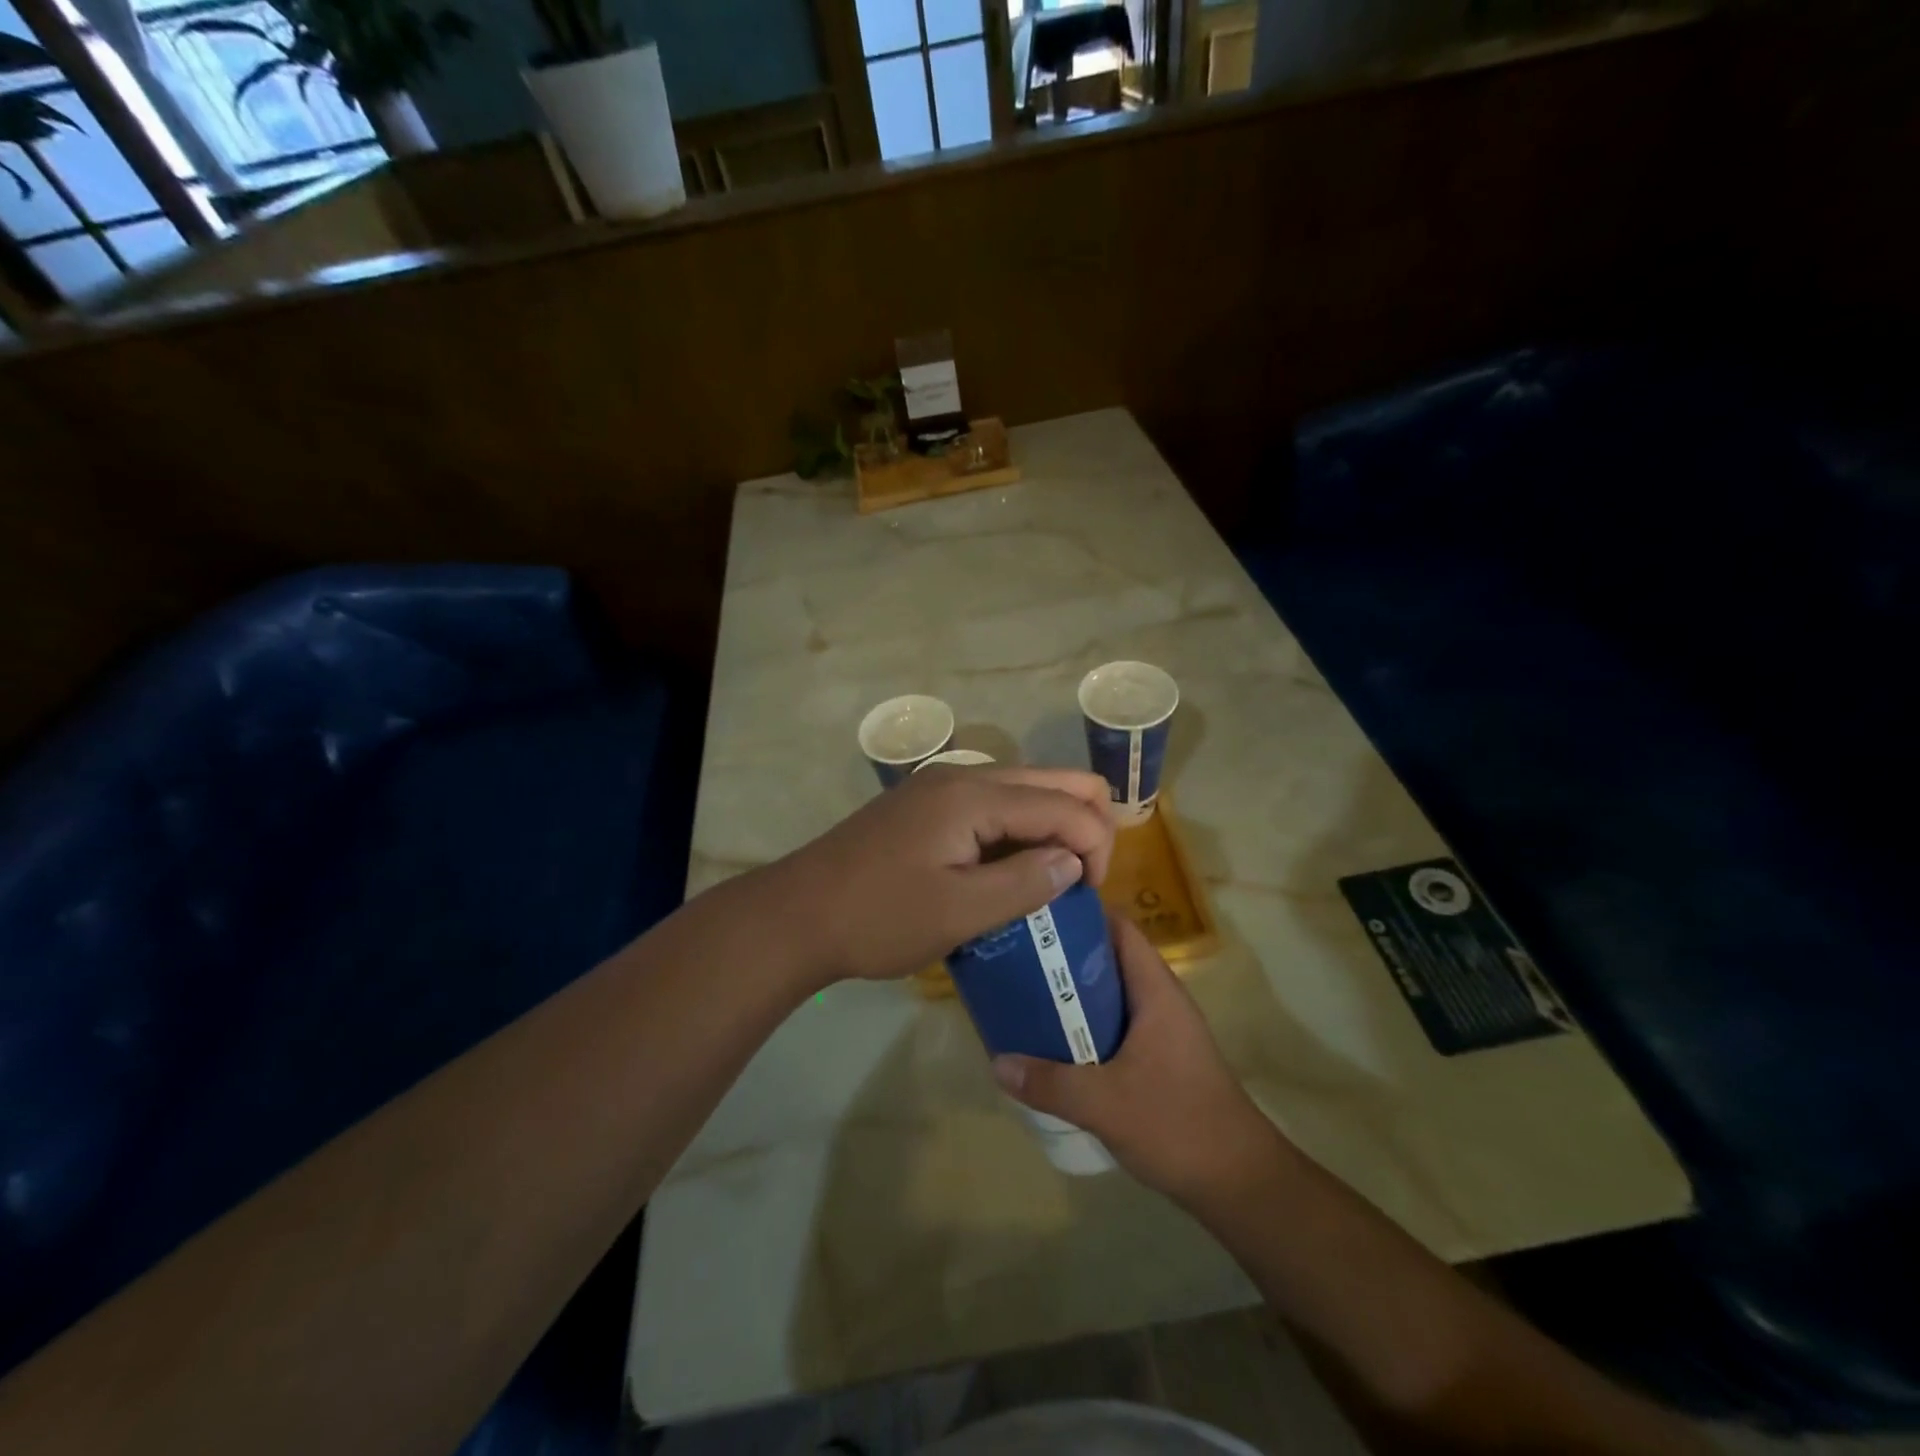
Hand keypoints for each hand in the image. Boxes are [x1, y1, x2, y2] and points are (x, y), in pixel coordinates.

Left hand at [771, 766, 1115, 987]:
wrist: (797, 914)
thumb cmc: (878, 918)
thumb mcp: (958, 913)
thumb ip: (1024, 883)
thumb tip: (1073, 862)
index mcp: (974, 796)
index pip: (1065, 802)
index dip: (1095, 845)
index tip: (1090, 897)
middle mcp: (963, 776)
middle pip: (1051, 779)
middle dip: (1083, 824)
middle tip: (1081, 882)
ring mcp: (940, 785)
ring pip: (1023, 788)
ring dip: (1050, 825)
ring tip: (1049, 879)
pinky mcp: (926, 803)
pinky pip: (993, 803)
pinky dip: (1018, 828)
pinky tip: (1010, 868)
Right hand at [992, 915, 1285, 1204]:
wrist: (1239, 1183)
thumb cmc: (1178, 1124)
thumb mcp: (1105, 1103)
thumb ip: (1050, 1083)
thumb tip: (997, 1063)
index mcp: (1156, 991)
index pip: (1120, 929)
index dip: (1082, 916)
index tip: (1039, 915)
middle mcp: (1161, 1001)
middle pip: (1110, 959)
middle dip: (1066, 956)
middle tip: (1019, 957)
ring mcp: (1163, 1032)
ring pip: (1112, 996)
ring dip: (1075, 995)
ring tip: (1027, 995)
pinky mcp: (1160, 1060)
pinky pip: (1116, 1026)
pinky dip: (1087, 1026)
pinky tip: (1056, 1044)